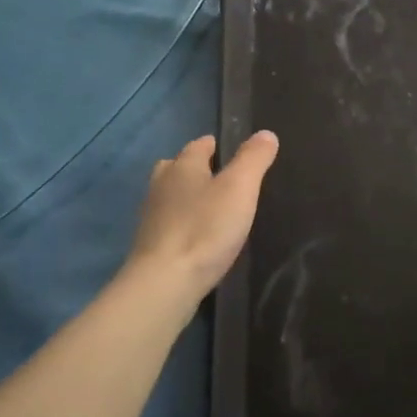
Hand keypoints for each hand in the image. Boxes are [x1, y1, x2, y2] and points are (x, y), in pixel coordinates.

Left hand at [125, 132, 279, 299]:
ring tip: (213, 208)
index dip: (217, 145)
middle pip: (178, 167)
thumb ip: (253, 159)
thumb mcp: (239, 188)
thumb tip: (266, 133)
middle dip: (197, 169)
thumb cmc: (205, 229)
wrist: (165, 283)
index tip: (235, 152)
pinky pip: (170, 224)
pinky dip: (183, 224)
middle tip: (223, 180)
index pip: (199, 145)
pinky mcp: (150, 245)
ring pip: (171, 196)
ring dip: (188, 197)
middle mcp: (161, 185)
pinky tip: (199, 237)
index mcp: (183, 166)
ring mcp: (151, 216)